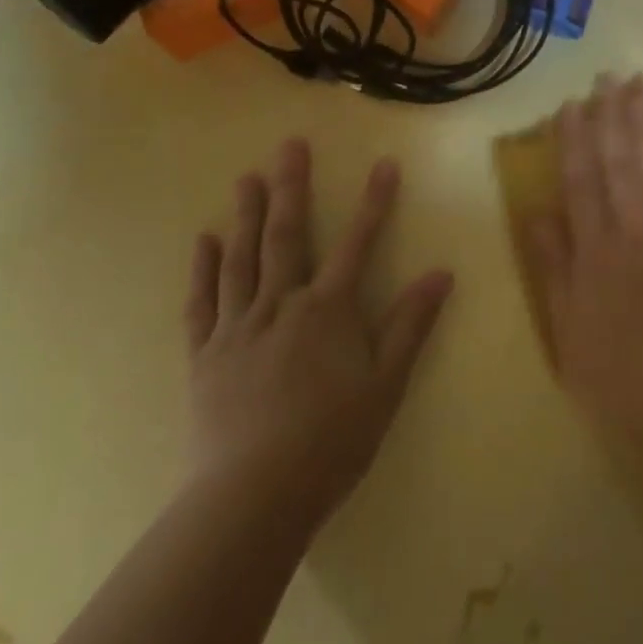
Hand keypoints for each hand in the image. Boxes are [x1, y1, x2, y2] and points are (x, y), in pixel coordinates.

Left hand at [183, 139, 452, 529]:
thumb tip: (441, 273)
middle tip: (289, 145)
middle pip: (286, 235)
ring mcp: (237, 327)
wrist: (252, 498)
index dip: (375, 203)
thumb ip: (410, 325)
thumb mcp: (386, 385)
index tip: (385, 164)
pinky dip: (203, 269)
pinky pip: (201, 302)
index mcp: (327, 311)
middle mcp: (281, 305)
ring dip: (245, 214)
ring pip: (241, 259)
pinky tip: (204, 240)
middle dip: (291, 187)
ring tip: (247, 177)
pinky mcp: (205, 355)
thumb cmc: (331, 441)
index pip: (357, 244)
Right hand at [523, 74, 642, 462]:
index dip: (575, 139)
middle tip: (608, 76)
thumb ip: (554, 268)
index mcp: (598, 248)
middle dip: (613, 115)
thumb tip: (535, 213)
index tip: (572, 103)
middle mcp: (636, 227)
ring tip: (641, 88)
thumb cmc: (629, 376)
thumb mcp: (570, 332)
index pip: (582, 179)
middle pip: (622, 160)